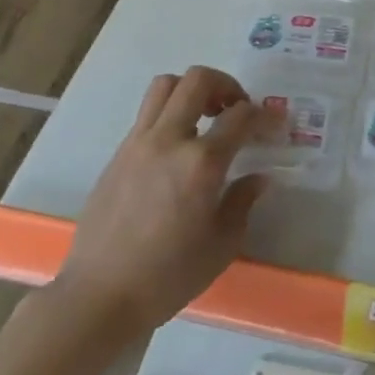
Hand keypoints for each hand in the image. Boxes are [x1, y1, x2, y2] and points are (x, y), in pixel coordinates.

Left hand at [59, 66, 277, 335]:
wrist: (100, 295)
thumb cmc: (168, 276)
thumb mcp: (222, 245)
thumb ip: (242, 201)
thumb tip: (258, 177)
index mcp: (201, 163)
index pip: (240, 116)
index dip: (264, 114)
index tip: (275, 123)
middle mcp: (169, 140)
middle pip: (197, 80)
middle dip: (226, 85)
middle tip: (237, 109)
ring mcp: (138, 143)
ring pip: (165, 86)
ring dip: (191, 90)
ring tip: (205, 117)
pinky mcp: (118, 154)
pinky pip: (147, 114)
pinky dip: (169, 114)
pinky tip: (178, 148)